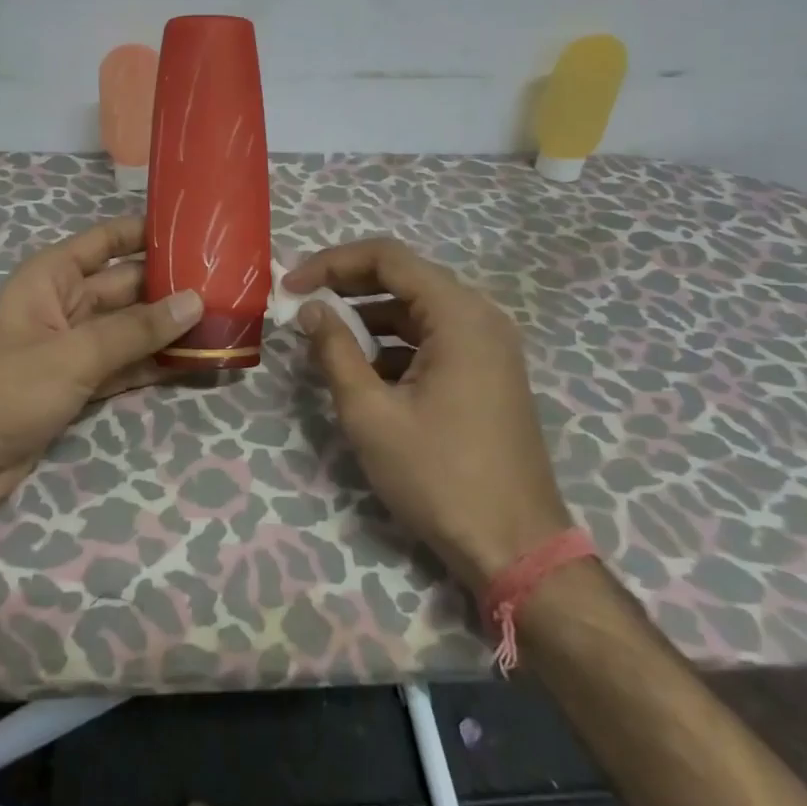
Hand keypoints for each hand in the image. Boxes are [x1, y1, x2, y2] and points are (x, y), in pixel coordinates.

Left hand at [0, 216, 200, 528]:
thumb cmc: (4, 390)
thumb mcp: (73, 354)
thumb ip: (135, 330)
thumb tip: (194, 300)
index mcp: (52, 277)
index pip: (107, 241)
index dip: (146, 231)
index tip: (196, 228)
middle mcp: (64, 305)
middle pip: (126, 287)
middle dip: (170, 286)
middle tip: (228, 284)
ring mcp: (71, 348)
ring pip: (129, 330)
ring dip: (168, 329)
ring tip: (223, 322)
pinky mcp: (76, 386)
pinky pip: (123, 366)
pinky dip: (153, 365)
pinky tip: (194, 363)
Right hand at [284, 238, 571, 588]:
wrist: (515, 548)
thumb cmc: (438, 476)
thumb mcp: (370, 413)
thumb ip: (335, 350)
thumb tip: (310, 309)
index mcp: (459, 315)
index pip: (387, 258)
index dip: (332, 263)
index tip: (291, 286)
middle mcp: (480, 317)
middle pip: (404, 278)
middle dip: (347, 287)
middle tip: (301, 306)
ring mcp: (489, 346)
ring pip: (417, 310)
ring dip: (368, 318)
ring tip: (323, 340)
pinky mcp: (487, 373)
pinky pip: (433, 339)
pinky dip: (394, 344)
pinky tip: (362, 371)